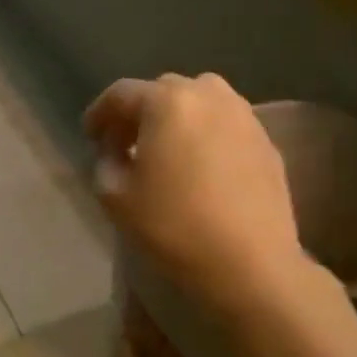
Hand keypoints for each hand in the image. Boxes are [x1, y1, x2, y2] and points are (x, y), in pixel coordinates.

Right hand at [84, 73, 315, 325]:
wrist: (250, 264)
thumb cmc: (174, 226)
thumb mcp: (115, 196)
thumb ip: (105, 162)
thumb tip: (115, 152)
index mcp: (167, 102)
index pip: (121, 94)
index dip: (99, 113)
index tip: (90, 137)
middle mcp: (209, 95)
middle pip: (163, 92)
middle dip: (140, 113)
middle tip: (125, 143)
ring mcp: (244, 116)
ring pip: (200, 103)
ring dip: (177, 120)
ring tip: (166, 151)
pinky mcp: (267, 142)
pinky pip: (226, 125)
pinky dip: (206, 135)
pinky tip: (200, 168)